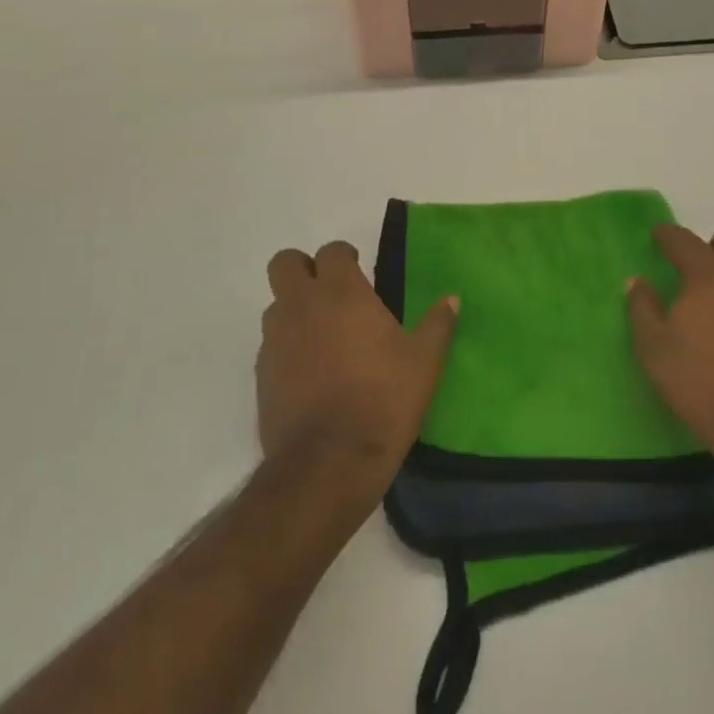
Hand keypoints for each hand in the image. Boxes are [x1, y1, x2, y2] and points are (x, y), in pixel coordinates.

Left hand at [258, 241, 459, 486]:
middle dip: (303, 268)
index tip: (358, 270)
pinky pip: (271, 343)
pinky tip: (310, 371)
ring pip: (276, 304)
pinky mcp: (261, 373)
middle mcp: (302, 306)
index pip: (331, 251)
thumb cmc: (384, 400)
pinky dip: (287, 345)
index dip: (343, 255)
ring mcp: (276, 339)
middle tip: (329, 290)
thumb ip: (438, 325)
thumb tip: (452, 300)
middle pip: (285, 264)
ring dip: (294, 308)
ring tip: (322, 334)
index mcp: (342, 293)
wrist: (329, 462)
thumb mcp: (424, 362)